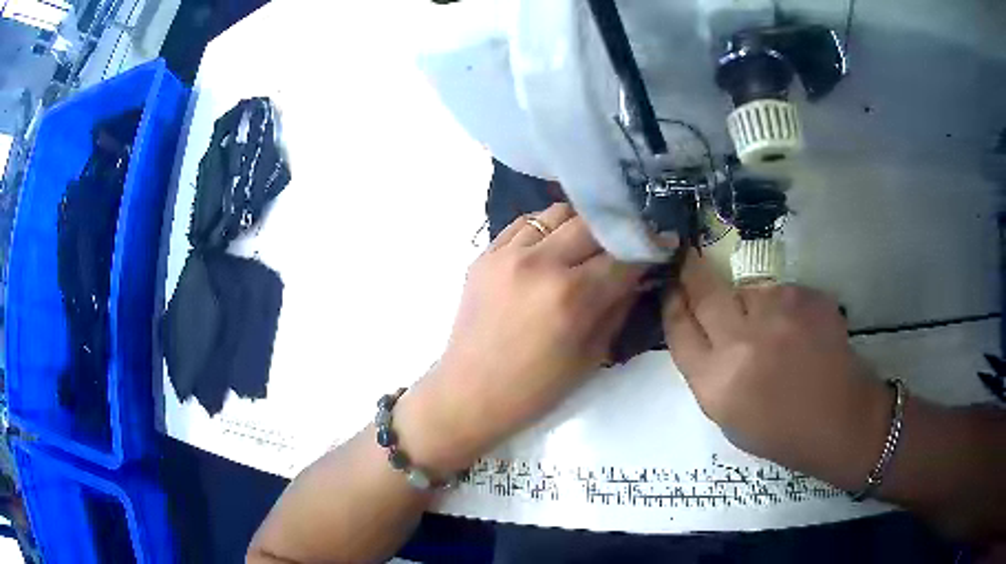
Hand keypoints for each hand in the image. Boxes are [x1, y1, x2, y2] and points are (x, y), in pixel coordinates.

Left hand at [399, 203, 649, 471]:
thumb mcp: (591, 355)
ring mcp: (507, 253)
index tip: (662, 244)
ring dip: (581, 225)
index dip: (648, 249)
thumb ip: (618, 307)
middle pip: (593, 224)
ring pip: (558, 212)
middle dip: (617, 232)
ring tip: (588, 244)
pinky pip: (525, 223)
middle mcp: (540, 263)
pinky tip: (552, 246)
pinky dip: (547, 228)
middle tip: (626, 243)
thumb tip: (638, 275)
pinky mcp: (485, 253)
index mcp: (571, 296)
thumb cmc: (535, 389)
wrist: (469, 393)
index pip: (623, 257)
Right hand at [663, 250, 890, 489]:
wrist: (841, 421)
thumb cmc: (782, 433)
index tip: (670, 287)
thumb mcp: (729, 417)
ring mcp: (779, 314)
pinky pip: (781, 292)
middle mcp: (742, 343)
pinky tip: (798, 330)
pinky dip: (782, 306)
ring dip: (749, 301)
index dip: (672, 304)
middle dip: (691, 272)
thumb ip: (709, 372)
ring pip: (747, 289)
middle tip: (689, 259)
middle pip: (705, 292)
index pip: (678, 329)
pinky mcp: (807, 297)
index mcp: (717, 383)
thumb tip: (701, 330)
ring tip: (772, 329)